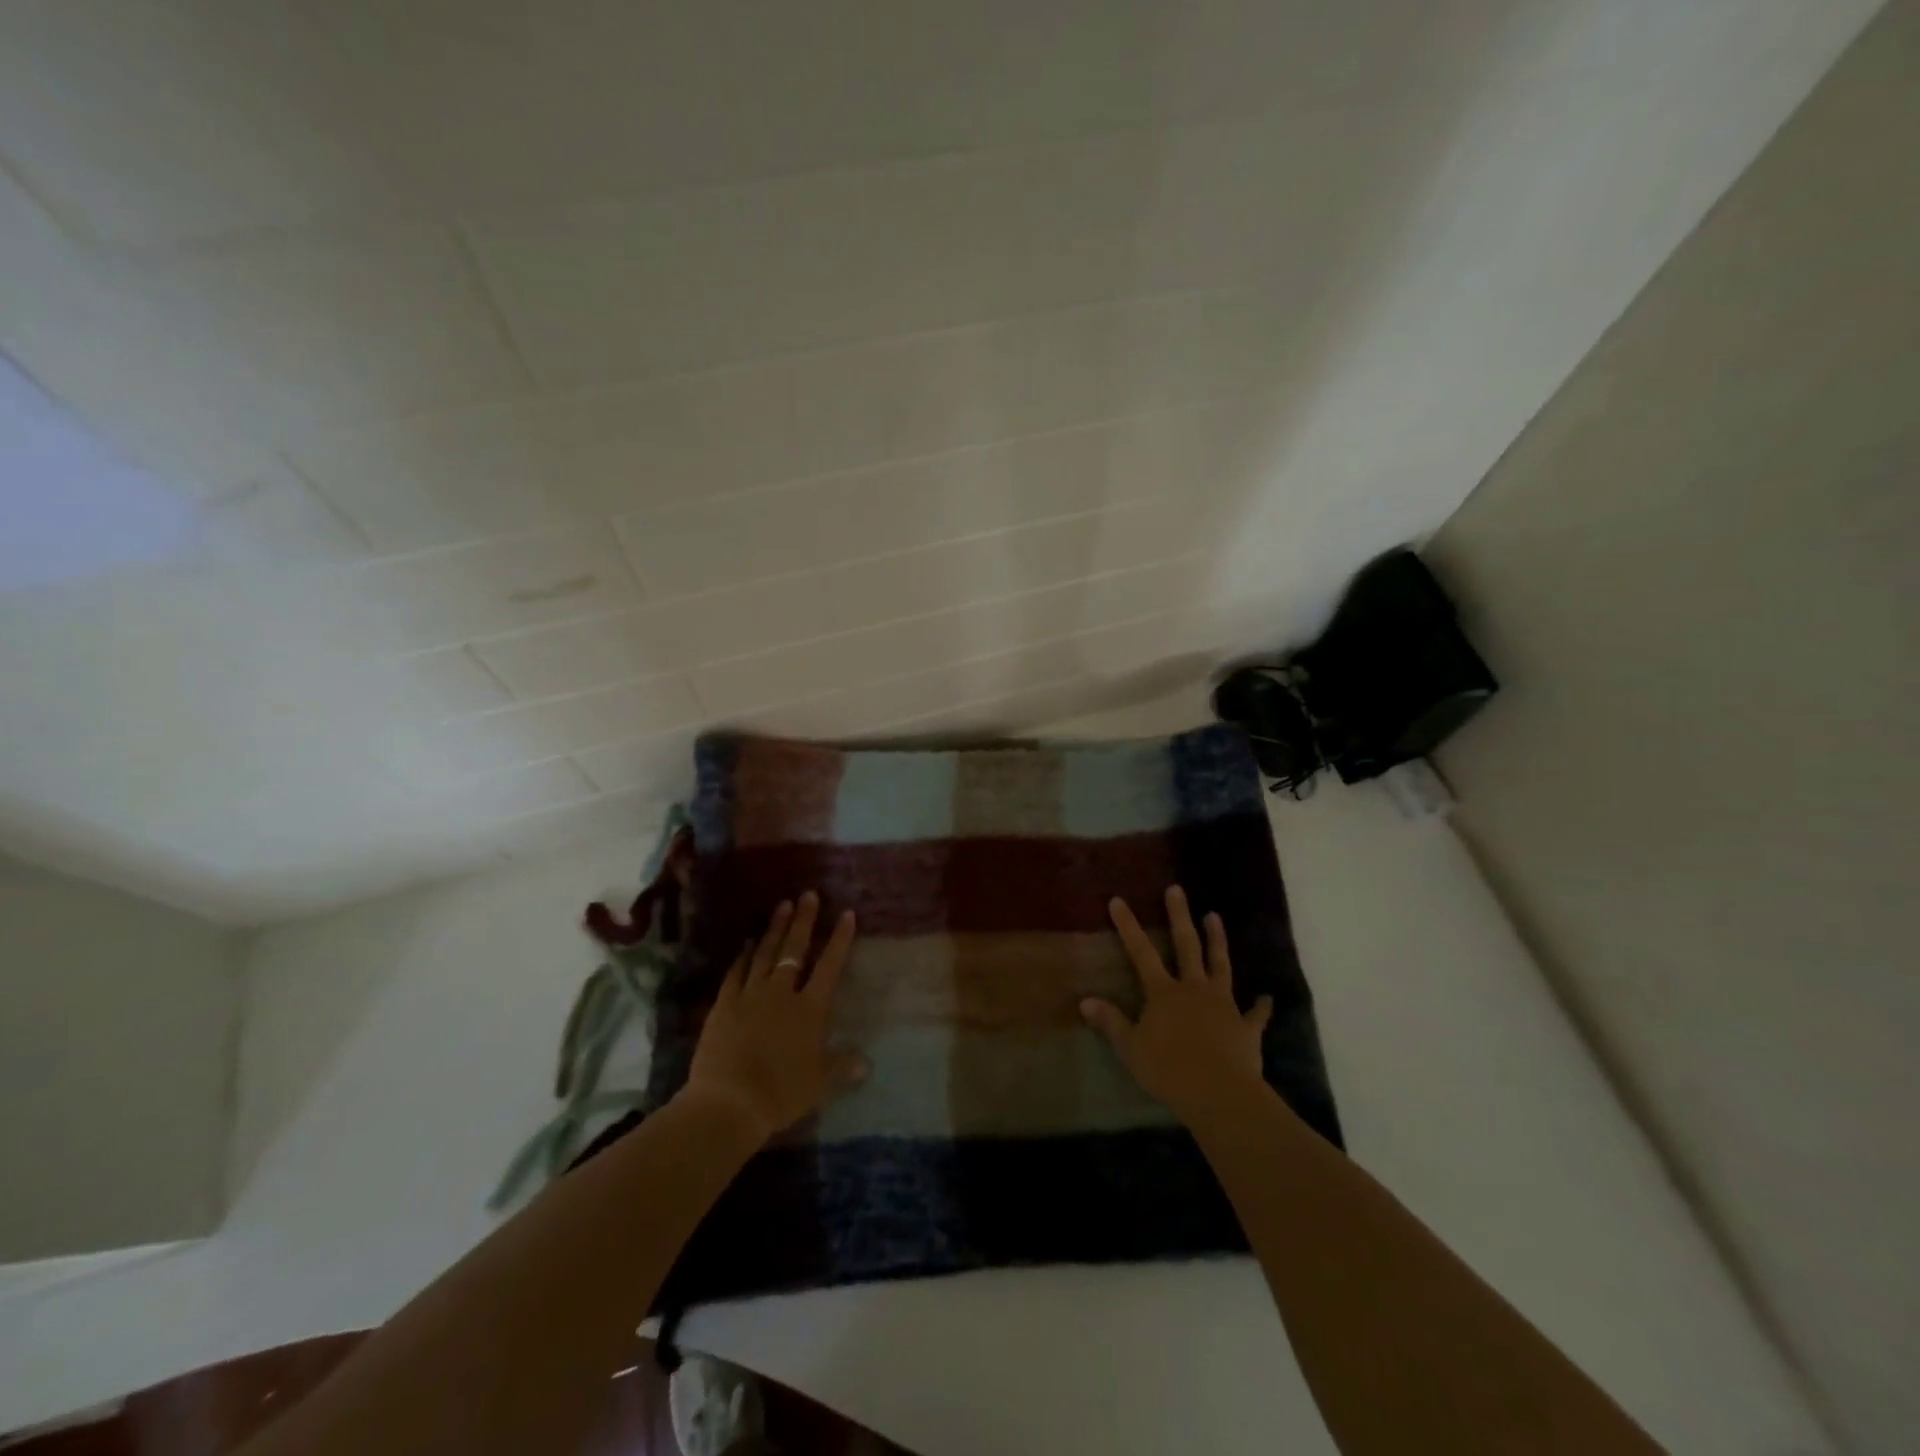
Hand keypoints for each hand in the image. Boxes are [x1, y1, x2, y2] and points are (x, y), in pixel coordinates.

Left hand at [680, 891, 865, 1143]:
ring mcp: (750, 995)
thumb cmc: (781, 1093)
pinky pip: (736, 972)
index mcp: (810, 1009)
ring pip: (765, 953)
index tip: (847, 914)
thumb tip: (867, 1063)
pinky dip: (743, 956)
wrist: (728, 1102)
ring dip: (775, 928)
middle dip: (804, 920)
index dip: (839, 939)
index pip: (829, 966)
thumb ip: (842, 1067)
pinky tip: (747, 943)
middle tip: (808, 894)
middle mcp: (782, 993)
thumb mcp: (819, 1083)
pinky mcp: (724, 1004)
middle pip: (795, 949)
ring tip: (782, 905)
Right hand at [1081, 885, 1273, 1129]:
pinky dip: (1260, 1006)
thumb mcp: (1131, 1048)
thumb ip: (1111, 1022)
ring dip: (1218, 941)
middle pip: (1187, 946)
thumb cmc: (1169, 1069)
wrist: (1220, 1093)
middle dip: (1179, 916)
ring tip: (1215, 916)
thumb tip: (1085, 1000)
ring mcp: (1223, 1005)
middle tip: (1177, 890)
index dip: (1128, 926)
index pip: (1141, 953)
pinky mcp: (1246, 1027)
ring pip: (1220, 965)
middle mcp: (1194, 989)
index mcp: (1164, 993)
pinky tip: (1266, 997)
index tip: (1118, 900)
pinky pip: (1255, 1014)